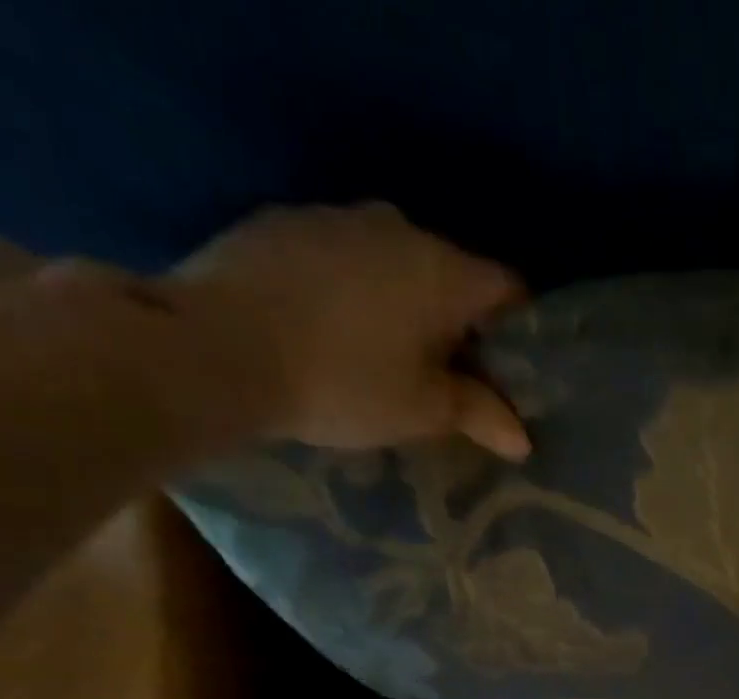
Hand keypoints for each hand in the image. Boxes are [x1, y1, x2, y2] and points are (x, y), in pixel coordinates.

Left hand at [172, 203, 530, 457]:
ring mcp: (333, 217)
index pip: (509, 290)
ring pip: (394, 262)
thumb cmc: (345, 382)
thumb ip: (480, 416)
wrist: (215, 348)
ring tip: (386, 353)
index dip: (520, 332)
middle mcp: (397, 227)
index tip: (510, 371)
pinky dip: (351, 289)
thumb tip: (523, 440)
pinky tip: (331, 330)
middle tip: (449, 374)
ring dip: (402, 302)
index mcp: (443, 270)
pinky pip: (341, 257)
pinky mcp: (280, 223)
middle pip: (451, 274)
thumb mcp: (423, 410)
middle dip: (459, 321)